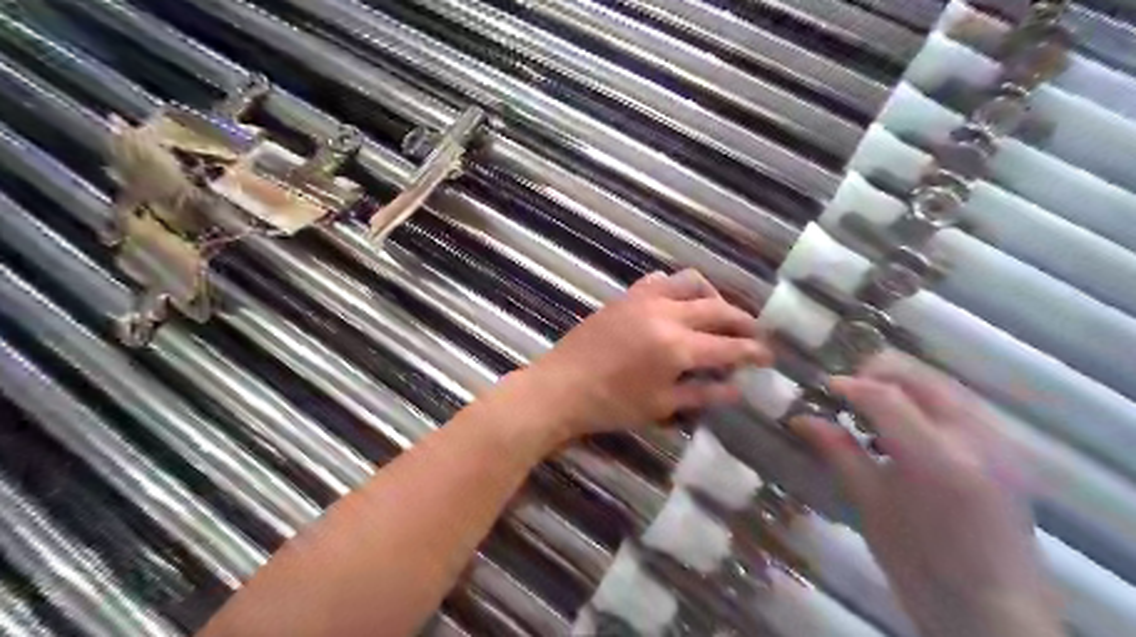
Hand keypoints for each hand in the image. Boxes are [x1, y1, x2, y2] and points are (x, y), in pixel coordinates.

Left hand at [518, 270, 772, 443]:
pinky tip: (678, 303)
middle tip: (754, 333)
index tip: (769, 355)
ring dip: (712, 295)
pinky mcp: (626, 296)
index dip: (753, 351)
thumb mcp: (661, 406)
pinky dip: (677, 287)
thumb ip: (702, 394)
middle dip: (742, 321)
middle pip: (718, 309)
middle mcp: (666, 314)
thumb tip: (736, 389)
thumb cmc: (611, 405)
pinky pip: (660, 280)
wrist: (561, 387)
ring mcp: (644, 300)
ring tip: (717, 313)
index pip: (728, 347)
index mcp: (677, 346)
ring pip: (691, 282)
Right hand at [791, 352, 1061, 635]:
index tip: (823, 387)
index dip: (849, 385)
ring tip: (873, 404)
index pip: (885, 396)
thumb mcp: (870, 505)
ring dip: (904, 382)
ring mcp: (999, 443)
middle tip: (847, 388)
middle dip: (878, 371)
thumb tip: (800, 417)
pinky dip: (928, 399)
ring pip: (944, 384)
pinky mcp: (1008, 450)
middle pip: (921, 377)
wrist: (994, 611)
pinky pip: (962, 404)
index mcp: (936, 459)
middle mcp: (975, 439)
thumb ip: (839, 451)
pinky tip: (908, 424)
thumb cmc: (920, 564)